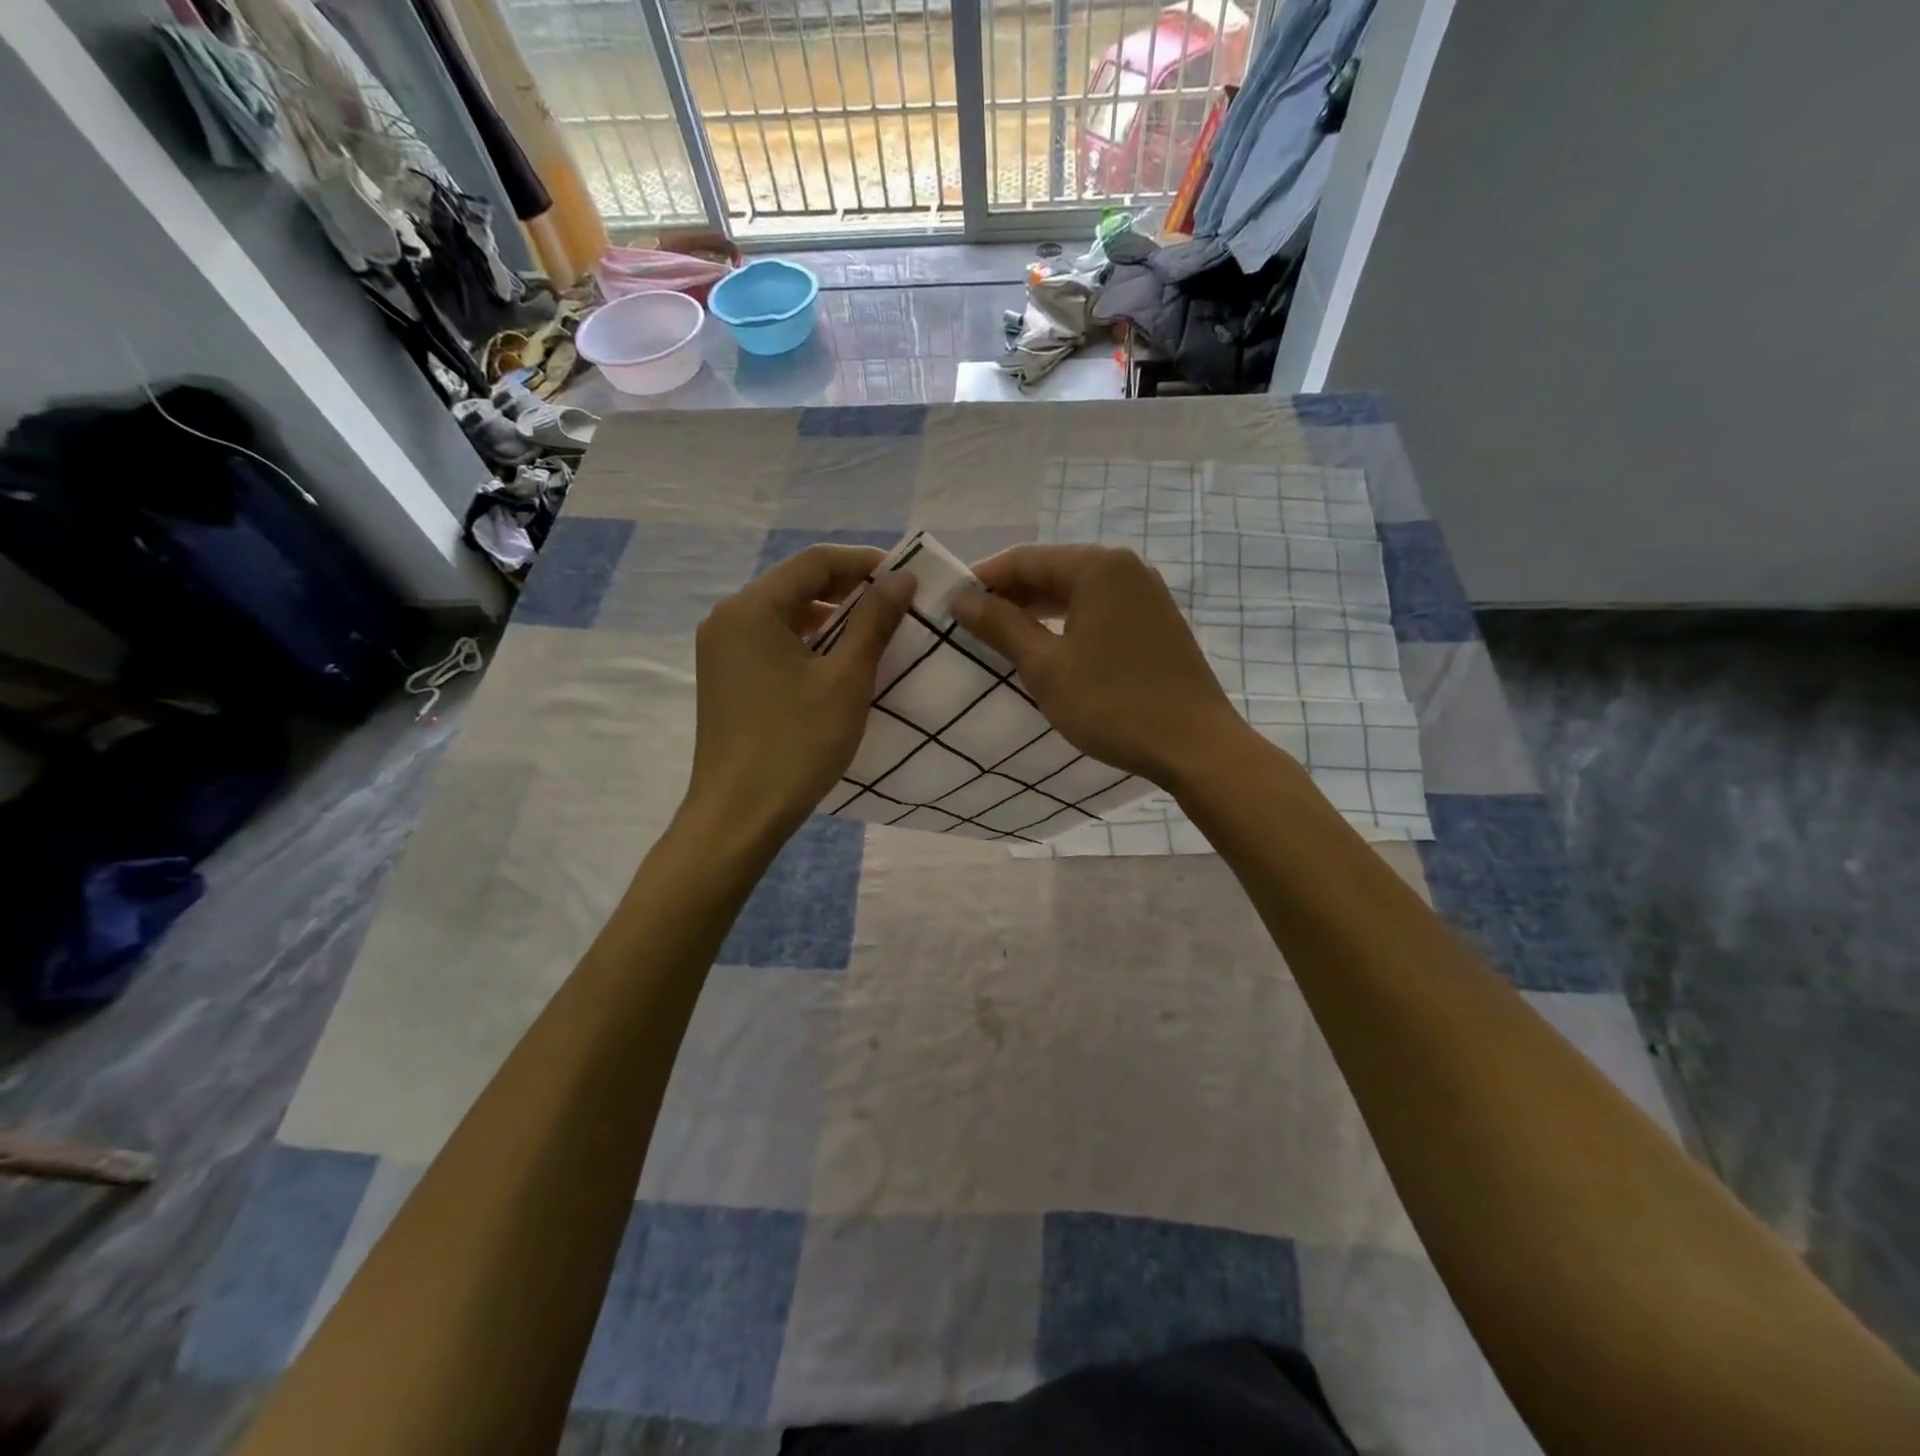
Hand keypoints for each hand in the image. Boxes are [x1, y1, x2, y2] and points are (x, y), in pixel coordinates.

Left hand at [687, 545, 913, 839]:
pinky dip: (807, 642)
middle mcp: (728, 618)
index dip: (864, 563)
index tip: (905, 577)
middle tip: (895, 604)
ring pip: (784, 614)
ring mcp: (721, 649)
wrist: (739, 814)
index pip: (815, 563)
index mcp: (752, 608)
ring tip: (873, 632)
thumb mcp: (846, 679)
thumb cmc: (797, 743)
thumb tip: (902, 577)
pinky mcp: (725, 677)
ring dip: (830, 617)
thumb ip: (874, 621)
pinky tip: (836, 662)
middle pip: (796, 585)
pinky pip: (771, 641)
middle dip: (848, 590)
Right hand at [951, 544, 1249, 789]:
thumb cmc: (1113, 704)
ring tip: (1000, 636)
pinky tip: (1047, 646)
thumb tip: (962, 598)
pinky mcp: (1155, 621)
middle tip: (970, 623)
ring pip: (1076, 591)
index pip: (1025, 559)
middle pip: (1052, 570)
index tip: (949, 602)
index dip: (983, 578)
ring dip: (1036, 609)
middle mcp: (1125, 568)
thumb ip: (1002, 626)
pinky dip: (1067, 622)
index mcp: (1098, 567)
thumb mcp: (1046, 667)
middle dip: (1009, 594)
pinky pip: (1099, 610)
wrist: (1194, 745)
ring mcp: (1146, 594)